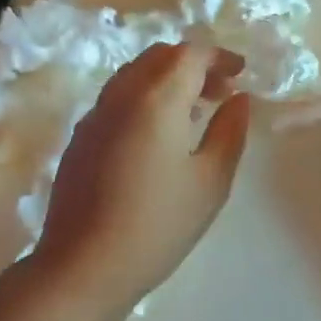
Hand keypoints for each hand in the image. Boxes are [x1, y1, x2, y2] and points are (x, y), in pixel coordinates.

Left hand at [33, 43, 250, 316]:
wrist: (83, 266)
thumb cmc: (158, 225)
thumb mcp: (211, 182)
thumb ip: (230, 132)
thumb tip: (238, 99)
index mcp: (156, 99)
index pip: (190, 54)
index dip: (218, 57)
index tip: (240, 74)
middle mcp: (121, 96)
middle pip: (158, 57)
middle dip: (192, 65)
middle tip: (219, 92)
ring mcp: (94, 115)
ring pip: (133, 74)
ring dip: (166, 79)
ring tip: (191, 113)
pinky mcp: (80, 138)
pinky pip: (116, 98)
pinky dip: (143, 97)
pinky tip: (157, 136)